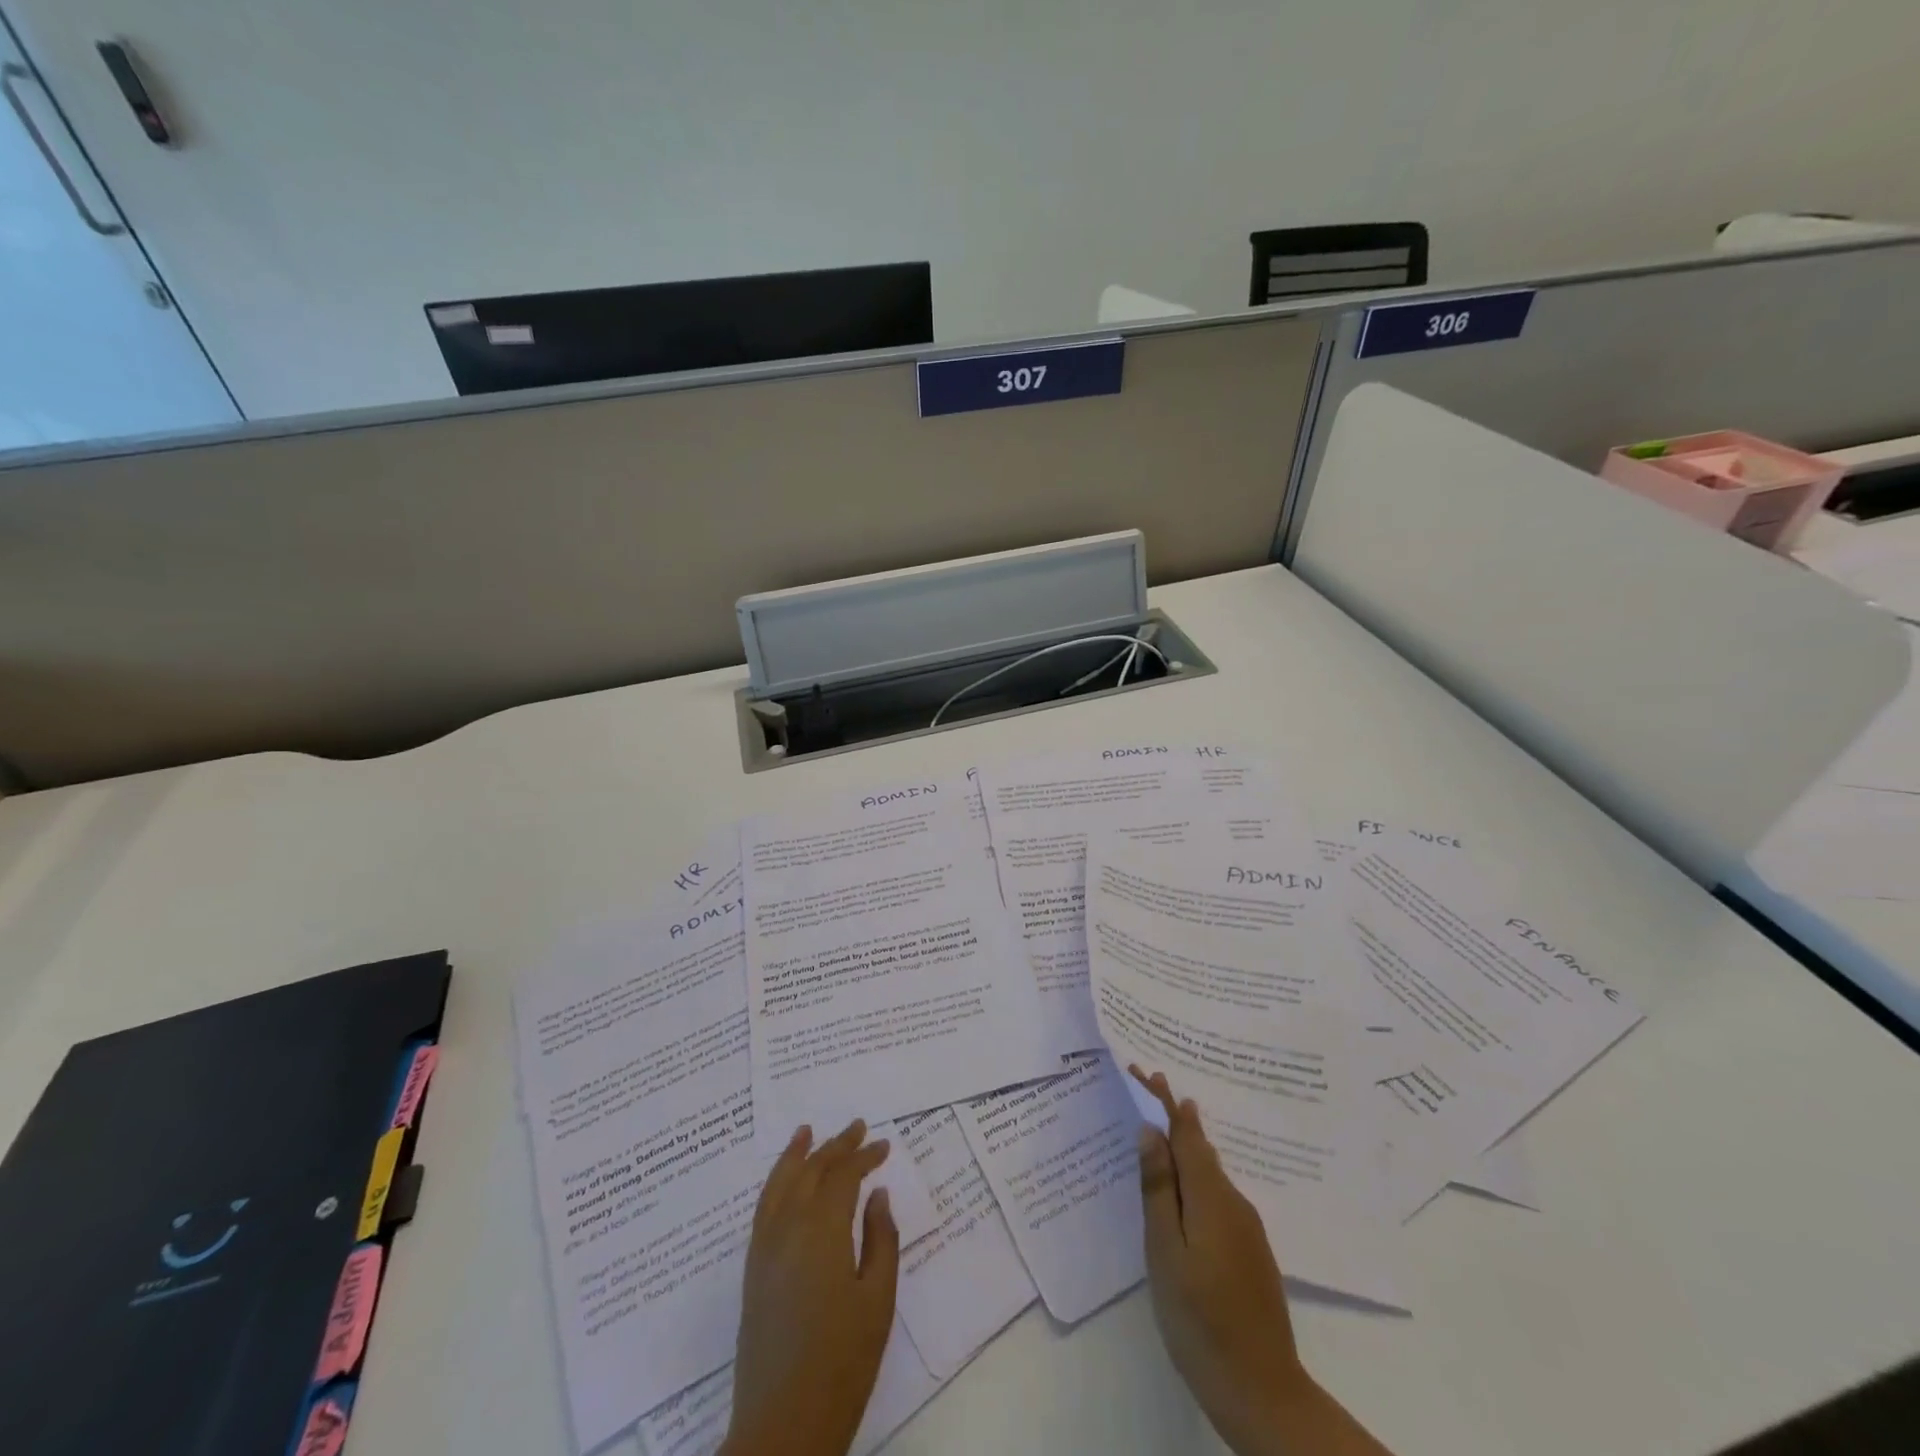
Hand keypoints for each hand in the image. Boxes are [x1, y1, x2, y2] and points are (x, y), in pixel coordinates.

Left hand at [720, 1119, 899, 1455]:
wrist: (783, 1425)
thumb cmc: (842, 1363)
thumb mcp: (877, 1300)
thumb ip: (881, 1239)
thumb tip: (877, 1194)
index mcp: (822, 1231)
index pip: (844, 1176)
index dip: (865, 1156)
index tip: (885, 1146)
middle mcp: (788, 1227)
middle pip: (811, 1170)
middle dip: (836, 1146)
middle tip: (858, 1127)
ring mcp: (764, 1247)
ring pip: (780, 1182)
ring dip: (798, 1154)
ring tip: (807, 1131)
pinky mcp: (752, 1269)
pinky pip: (764, 1207)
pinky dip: (775, 1181)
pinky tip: (784, 1179)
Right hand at [1132, 1068, 1392, 1455]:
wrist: (1262, 1391)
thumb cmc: (1200, 1318)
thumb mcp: (1165, 1251)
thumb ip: (1158, 1188)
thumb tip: (1151, 1131)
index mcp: (1210, 1196)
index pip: (1186, 1133)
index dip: (1166, 1101)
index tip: (1148, 1071)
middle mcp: (1234, 1202)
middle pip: (1200, 1148)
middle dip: (1174, 1117)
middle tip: (1147, 1089)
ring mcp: (1247, 1228)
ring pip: (1210, 1173)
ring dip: (1185, 1148)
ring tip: (1159, 1134)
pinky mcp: (1250, 1251)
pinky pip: (1217, 1196)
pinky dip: (1195, 1179)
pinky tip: (1182, 1192)